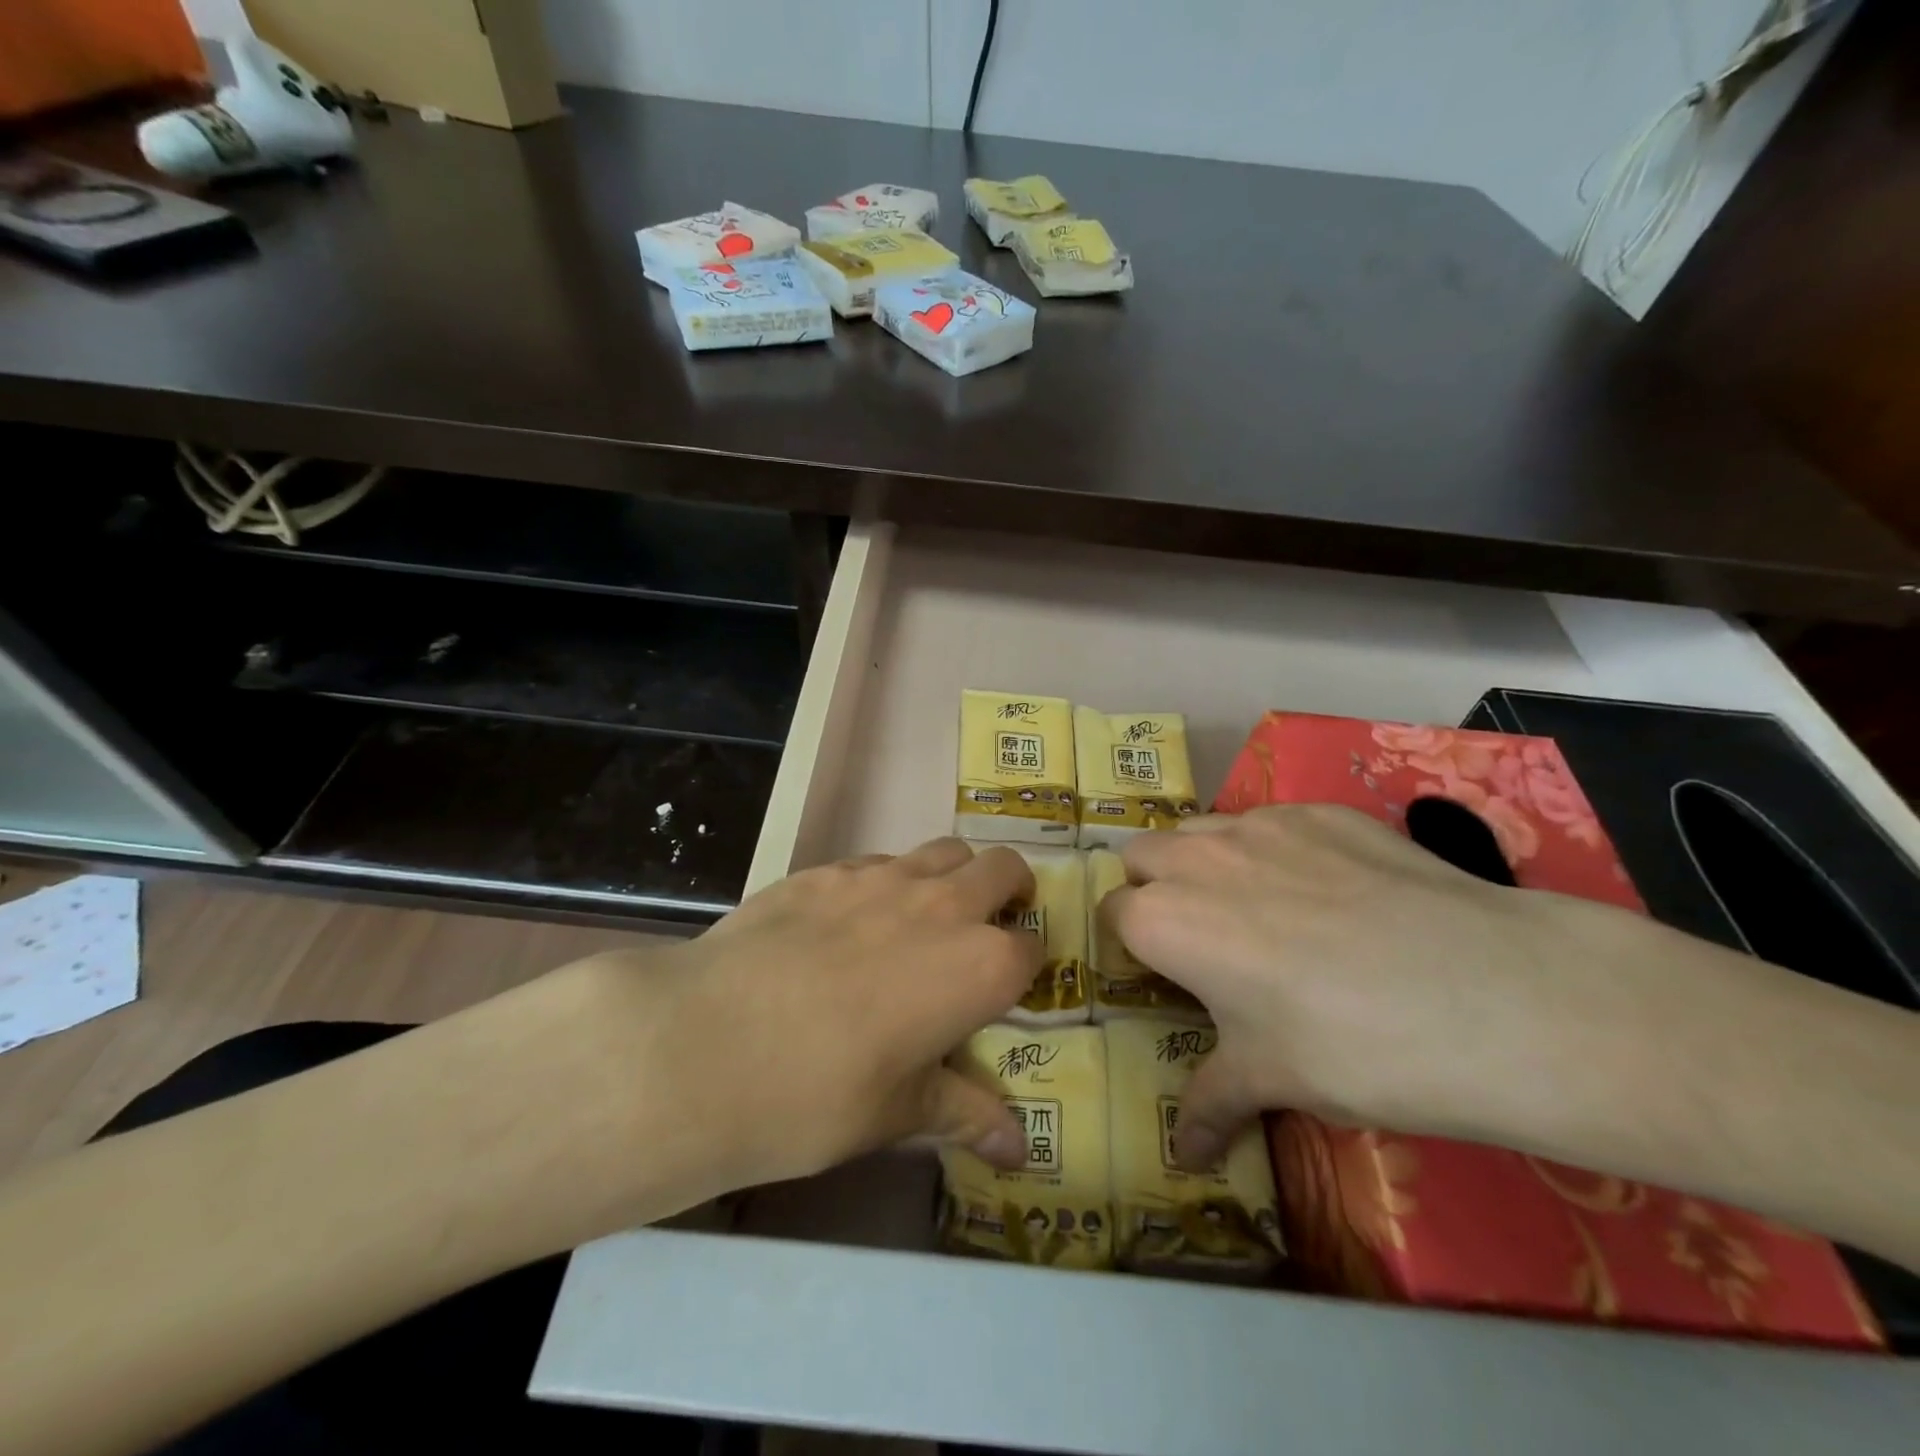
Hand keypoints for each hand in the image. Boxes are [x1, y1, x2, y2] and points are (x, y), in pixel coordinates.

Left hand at [560, 838, 1039, 1227]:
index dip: (1026, 968)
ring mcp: (881, 877)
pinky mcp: (825, 868)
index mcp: (978, 966)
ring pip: (943, 851)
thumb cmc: (817, 1093)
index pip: (1030, 949)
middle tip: (989, 925)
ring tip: (926, 917)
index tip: (1008, 989)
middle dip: (1009, 890)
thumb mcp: (896, 1114)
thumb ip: (963, 1114)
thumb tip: (1018, 1150)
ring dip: (952, 875)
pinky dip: (888, 881)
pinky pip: (878, 861)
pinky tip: (850, 922)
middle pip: (1001, 868)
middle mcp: (942, 906)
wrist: (706, 1043)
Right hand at [1107, 805, 1658, 1170]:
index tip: (1163, 974)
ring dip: (1206, 862)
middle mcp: (1197, 858)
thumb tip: (1187, 1155)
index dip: (1132, 946)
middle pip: (1142, 854)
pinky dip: (1274, 849)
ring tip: (1260, 909)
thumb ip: (1211, 1103)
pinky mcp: (1322, 811)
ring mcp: (1262, 824)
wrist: (1492, 995)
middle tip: (1201, 936)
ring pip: (1202, 830)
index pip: (1113, 915)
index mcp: (1164, 919)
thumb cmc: (1352, 1048)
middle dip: (1153, 887)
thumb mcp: (1271, 1081)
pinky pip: (1272, 822)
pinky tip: (1331, 893)